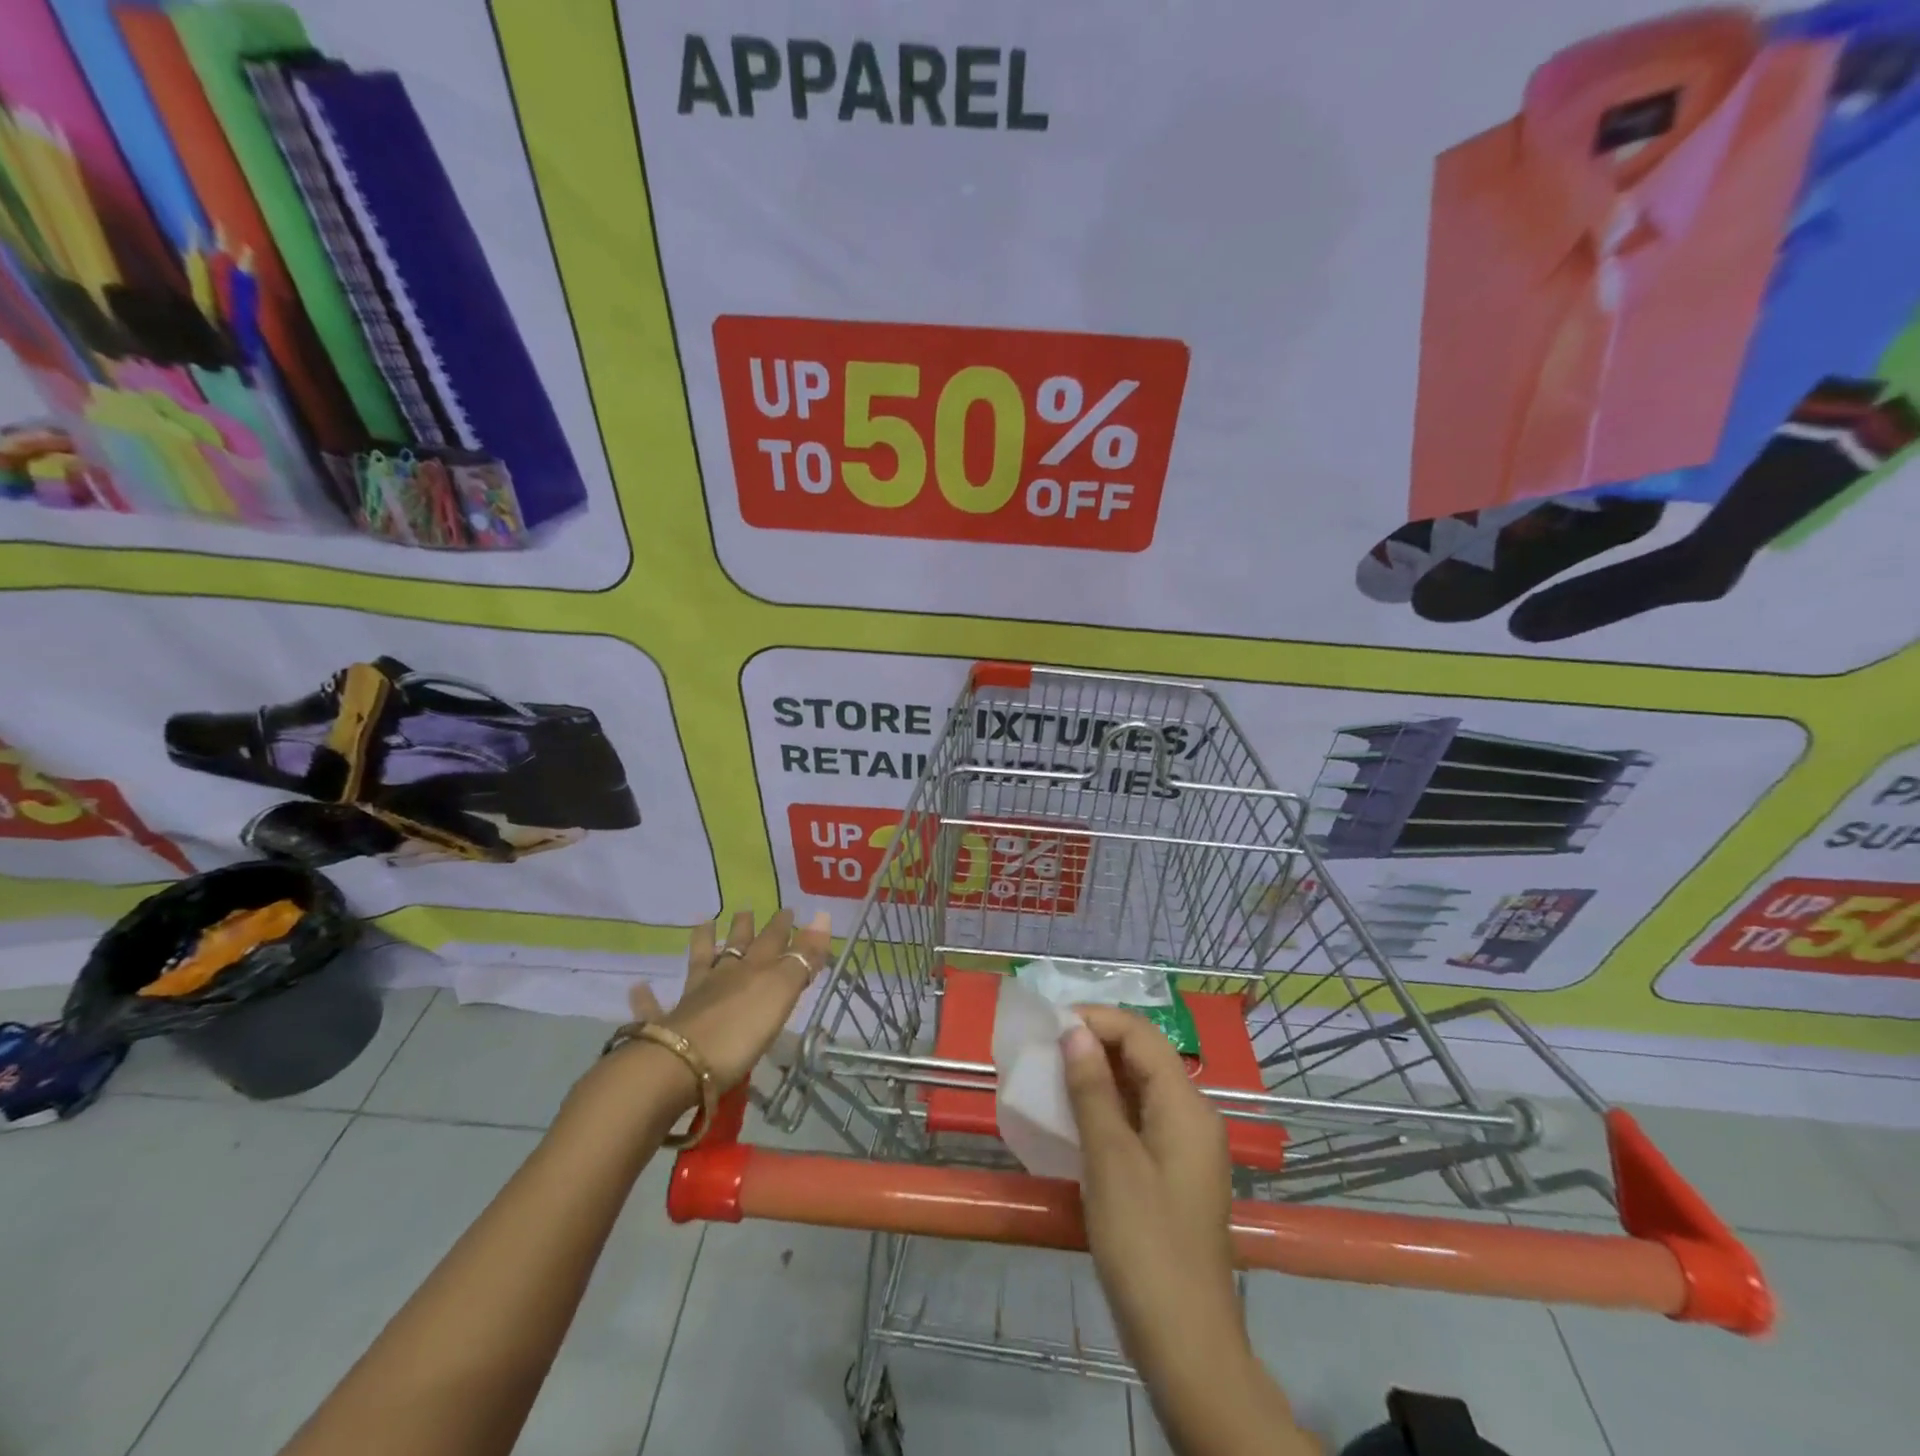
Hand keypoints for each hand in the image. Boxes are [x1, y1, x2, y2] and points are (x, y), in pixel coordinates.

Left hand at [627, 908, 831, 1093]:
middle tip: (744, 910)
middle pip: (735, 948)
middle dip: (744, 929)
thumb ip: (802, 957)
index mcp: (751, 971)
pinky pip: (653, 1008)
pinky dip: (646, 998)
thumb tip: (823, 915)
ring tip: (701, 924)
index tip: (789, 910)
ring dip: (701, 944)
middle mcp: (720, 979)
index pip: (772, 942)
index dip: (782, 927)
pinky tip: (638, 987)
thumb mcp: (780, 992)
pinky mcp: (665, 1028)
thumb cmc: (740, 1030)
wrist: (678, 1066)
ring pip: (698, 965)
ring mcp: (690, 1001)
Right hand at [1061, 1008, 1316, 1454]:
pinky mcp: (1172, 1173)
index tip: (1050, 1025)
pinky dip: (1106, 1109)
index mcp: (1186, 1105)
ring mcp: (1185, 1147)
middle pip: (1143, 1057)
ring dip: (1097, 1076)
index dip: (1097, 1020)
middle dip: (1094, 1044)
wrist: (1184, 1342)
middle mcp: (1192, 1116)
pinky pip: (1139, 1120)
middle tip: (1044, 1049)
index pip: (1141, 1035)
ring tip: (1051, 1077)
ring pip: (1139, 1088)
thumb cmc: (1144, 1243)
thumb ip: (1093, 1090)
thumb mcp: (1110, 1160)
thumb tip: (1075, 1032)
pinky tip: (1075, 1119)